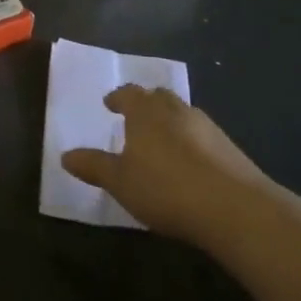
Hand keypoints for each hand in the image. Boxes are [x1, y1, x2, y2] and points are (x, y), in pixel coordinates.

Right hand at [61, 85, 269, 243]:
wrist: (235, 207)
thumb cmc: (166, 188)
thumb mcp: (120, 182)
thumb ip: (93, 166)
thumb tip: (65, 155)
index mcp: (146, 111)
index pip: (128, 93)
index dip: (118, 97)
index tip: (110, 104)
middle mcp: (176, 110)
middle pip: (158, 97)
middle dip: (145, 104)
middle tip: (135, 118)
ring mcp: (207, 127)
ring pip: (183, 114)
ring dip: (170, 122)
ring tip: (161, 141)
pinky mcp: (230, 148)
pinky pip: (202, 135)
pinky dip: (191, 141)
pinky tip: (190, 163)